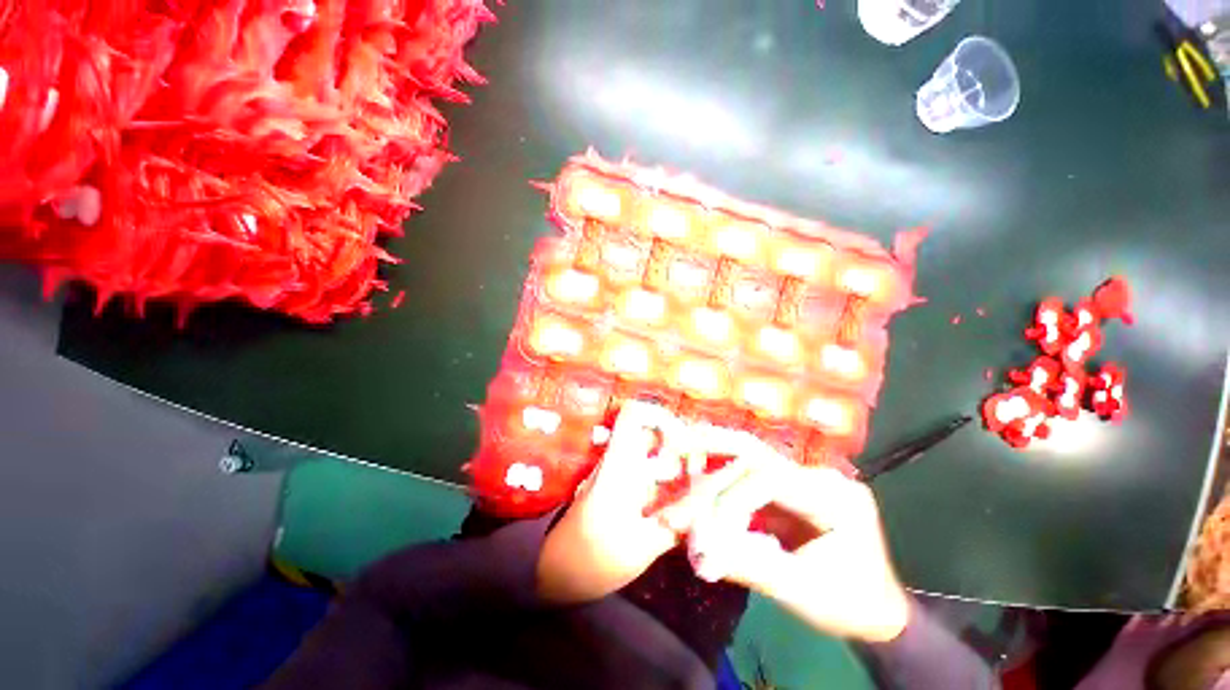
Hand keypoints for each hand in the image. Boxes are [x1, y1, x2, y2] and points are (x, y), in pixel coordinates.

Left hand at [537, 401, 690, 602]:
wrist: (554, 571)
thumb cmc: (593, 559)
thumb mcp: (642, 544)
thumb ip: (680, 518)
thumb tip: (714, 496)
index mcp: (620, 463)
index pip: (634, 414)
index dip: (662, 417)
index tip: (684, 443)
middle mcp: (619, 459)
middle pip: (652, 431)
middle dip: (682, 444)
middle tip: (700, 471)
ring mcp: (620, 472)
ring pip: (654, 451)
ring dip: (679, 463)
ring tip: (699, 486)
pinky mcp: (622, 486)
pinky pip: (652, 471)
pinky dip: (671, 479)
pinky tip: (685, 500)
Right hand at [662, 429, 910, 642]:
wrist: (876, 609)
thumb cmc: (848, 604)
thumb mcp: (801, 592)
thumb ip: (749, 566)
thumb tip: (700, 553)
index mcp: (835, 497)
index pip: (771, 479)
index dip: (731, 499)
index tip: (706, 532)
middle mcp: (818, 476)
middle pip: (757, 455)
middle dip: (713, 461)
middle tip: (678, 458)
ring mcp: (802, 477)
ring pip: (748, 457)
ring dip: (712, 458)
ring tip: (679, 449)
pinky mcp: (787, 486)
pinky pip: (747, 474)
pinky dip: (718, 474)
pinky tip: (696, 469)